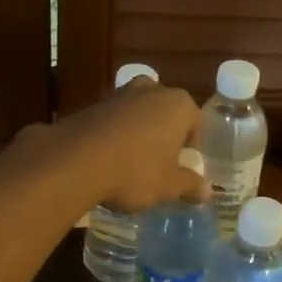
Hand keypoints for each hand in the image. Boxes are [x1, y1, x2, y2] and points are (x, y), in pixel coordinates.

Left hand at [49, 79, 202, 212]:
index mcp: (179, 104)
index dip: (192, 146)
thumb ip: (190, 186)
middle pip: (166, 113)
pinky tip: (109, 159)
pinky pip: (114, 120)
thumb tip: (207, 192)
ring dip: (139, 133)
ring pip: (139, 114)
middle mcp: (152, 90)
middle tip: (161, 163)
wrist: (75, 161)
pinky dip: (115, 135)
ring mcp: (120, 94)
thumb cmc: (135, 171)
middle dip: (165, 135)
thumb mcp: (168, 186)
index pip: (195, 123)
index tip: (184, 166)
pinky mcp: (93, 104)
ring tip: (133, 163)